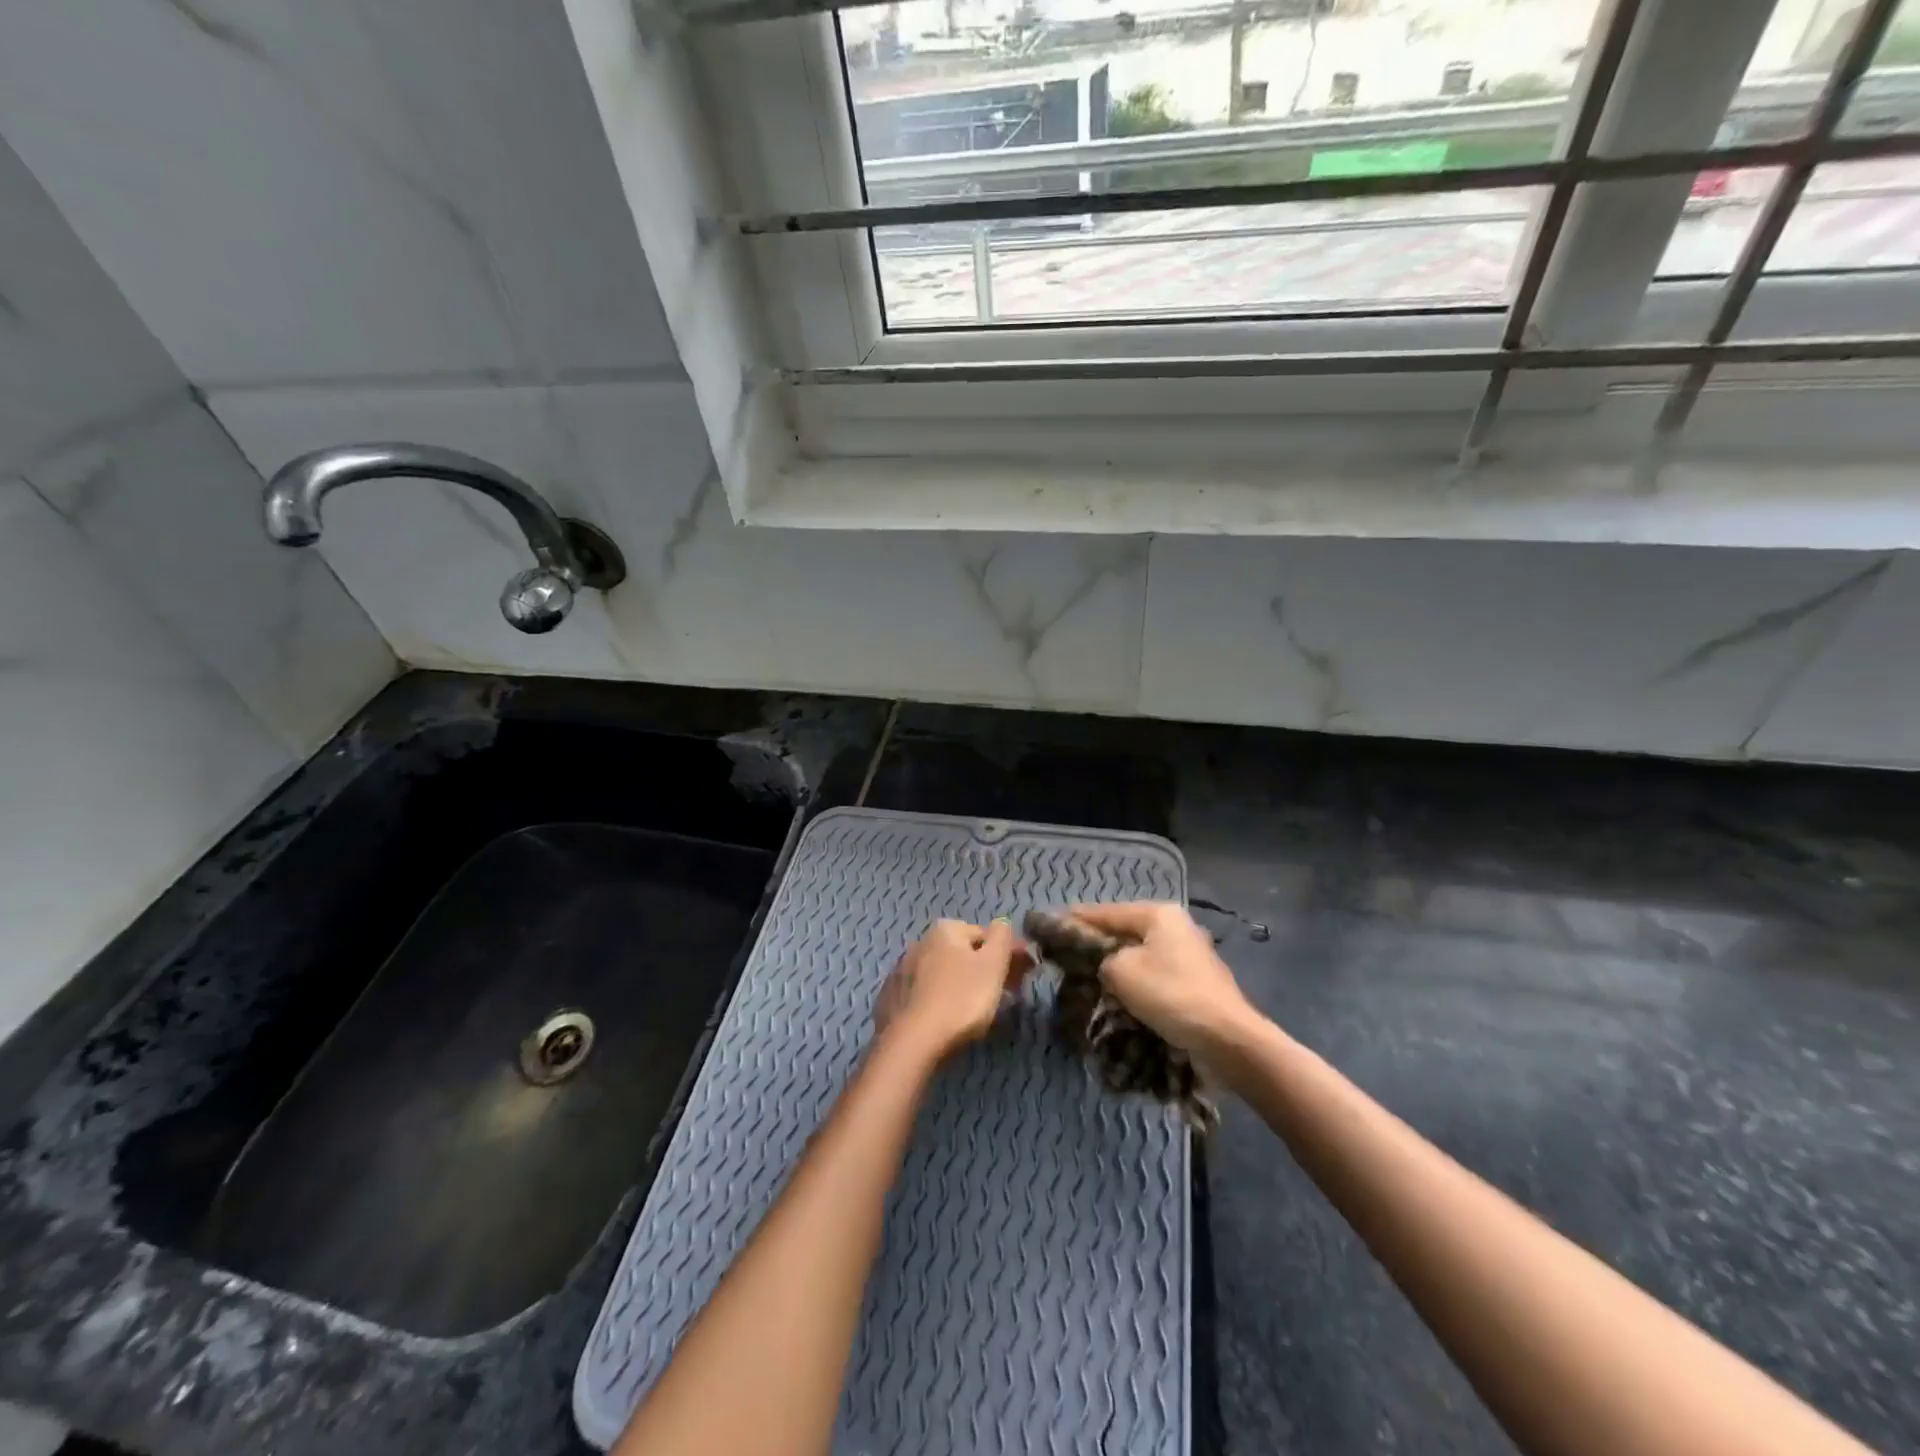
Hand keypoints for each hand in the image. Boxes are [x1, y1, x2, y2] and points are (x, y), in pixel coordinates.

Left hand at [874, 919, 1034, 1062]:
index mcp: (945, 930)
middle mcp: (920, 942)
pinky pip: (925, 993)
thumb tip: (1002, 923)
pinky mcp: (891, 998)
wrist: (912, 1042)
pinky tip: (947, 1018)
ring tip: (977, 1010)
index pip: (986, 935)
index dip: (1009, 955)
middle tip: (1006, 995)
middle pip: (964, 953)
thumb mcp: (993, 963)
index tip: (1025, 977)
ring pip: (943, 973)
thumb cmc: (961, 998)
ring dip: (962, 984)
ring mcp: (902, 970)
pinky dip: (939, 999)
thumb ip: (1002, 936)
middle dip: (986, 969)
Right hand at [1065, 902, 1255, 1056]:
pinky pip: (1153, 978)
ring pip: (1138, 957)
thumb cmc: (1170, 995)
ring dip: (1114, 969)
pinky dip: (1134, 986)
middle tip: (1063, 957)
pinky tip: (1116, 998)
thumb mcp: (1120, 971)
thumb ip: (1099, 958)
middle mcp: (1175, 927)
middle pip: (1123, 933)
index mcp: (1158, 914)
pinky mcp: (1194, 984)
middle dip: (1094, 946)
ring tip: (1084, 980)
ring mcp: (1188, 956)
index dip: (1073, 919)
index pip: (1104, 912)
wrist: (1228, 1041)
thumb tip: (1099, 964)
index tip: (1046, 925)